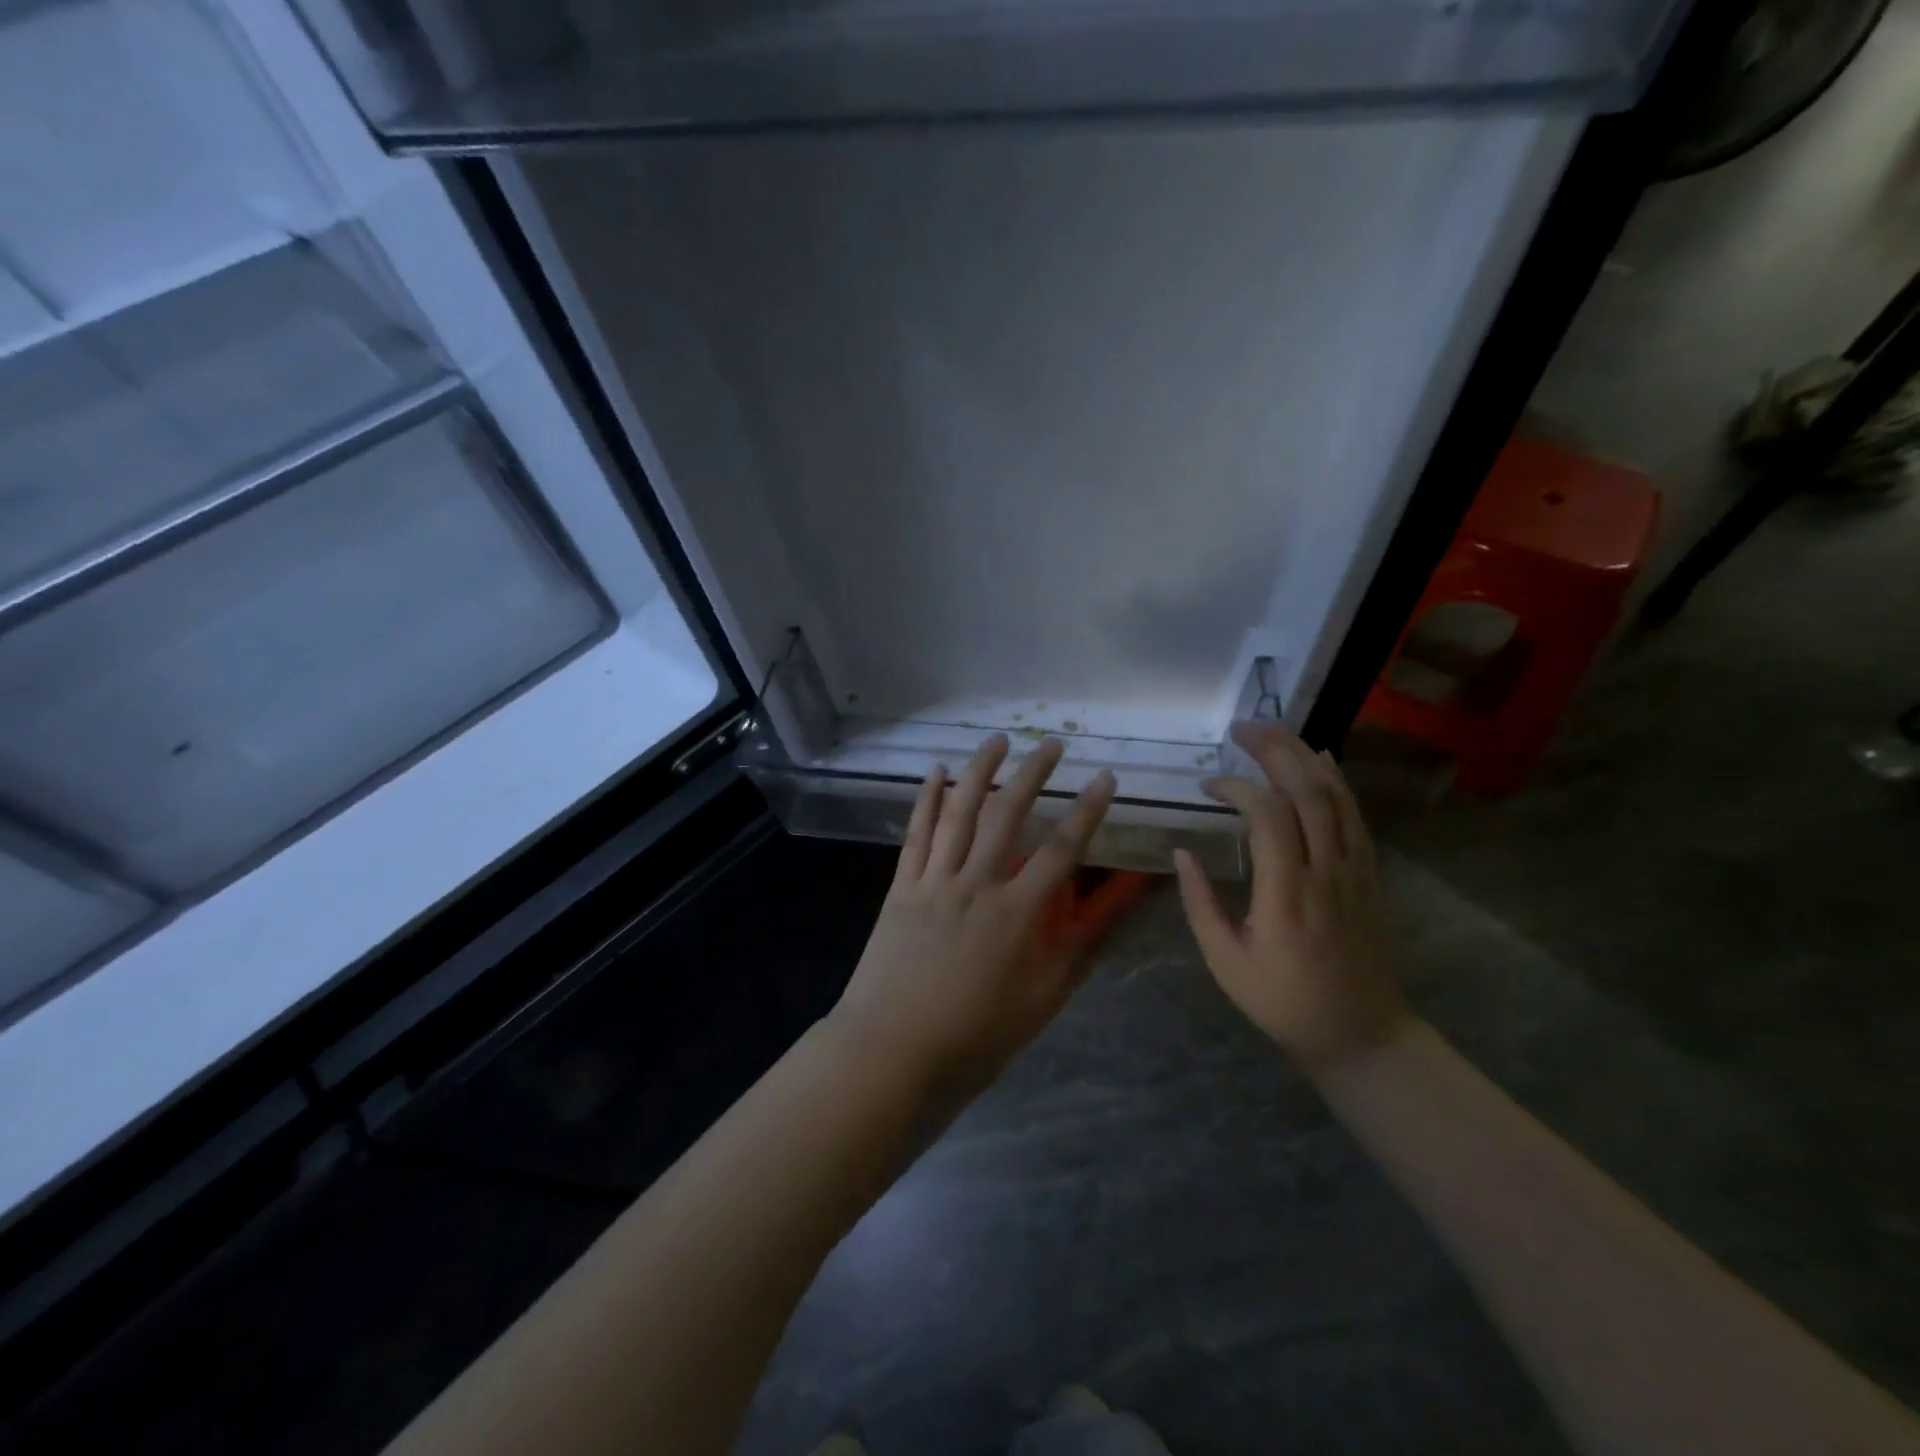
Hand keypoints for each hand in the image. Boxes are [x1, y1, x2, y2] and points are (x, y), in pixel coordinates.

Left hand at [831, 735, 1117, 1090]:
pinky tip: (936, 773)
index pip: (1062, 850)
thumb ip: (1079, 948)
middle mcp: (976, 884)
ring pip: (959, 812)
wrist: (892, 1049)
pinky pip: (916, 834)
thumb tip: (1113, 908)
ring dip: (980, 771)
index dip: (1087, 811)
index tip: (1105, 779)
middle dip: (1034, 774)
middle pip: (1008, 816)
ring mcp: (934, 881)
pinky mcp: (902, 886)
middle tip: (1052, 744)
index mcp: (1016, 914)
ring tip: (998, 740)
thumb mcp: (1043, 1000)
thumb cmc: (975, 1034)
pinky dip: (926, 799)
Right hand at [1173, 722, 1406, 1076]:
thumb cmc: (1282, 1001)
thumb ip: (1200, 903)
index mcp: (1286, 895)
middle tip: (1243, 728)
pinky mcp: (1369, 876)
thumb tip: (1182, 851)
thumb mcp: (1225, 961)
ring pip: (1337, 799)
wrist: (1360, 1033)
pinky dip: (1339, 782)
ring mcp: (1354, 872)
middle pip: (1308, 794)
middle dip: (1275, 752)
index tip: (1208, 786)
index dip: (1238, 788)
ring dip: (1306, 757)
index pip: (1268, 817)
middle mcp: (1325, 873)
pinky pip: (1356, 817)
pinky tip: (1321, 760)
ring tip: (1276, 731)